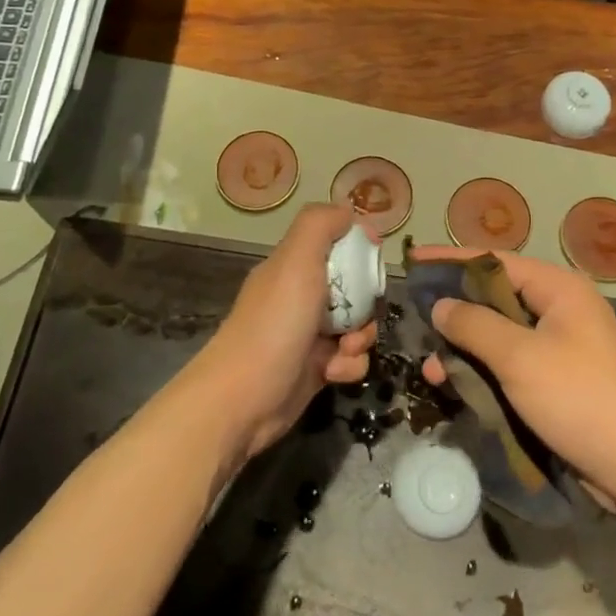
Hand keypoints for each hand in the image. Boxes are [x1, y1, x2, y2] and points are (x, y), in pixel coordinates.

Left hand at [191, 204, 377, 463]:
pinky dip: (349, 365)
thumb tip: (350, 216)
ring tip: (345, 349)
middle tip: (360, 314)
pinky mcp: (316, 369)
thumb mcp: (296, 260)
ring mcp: (308, 335)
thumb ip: (320, 225)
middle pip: (355, 288)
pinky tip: (333, 373)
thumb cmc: (274, 324)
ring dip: (362, 337)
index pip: (336, 244)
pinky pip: (350, 359)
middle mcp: (301, 296)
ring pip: (358, 325)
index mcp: (293, 266)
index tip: (372, 260)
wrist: (243, 400)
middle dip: (367, 301)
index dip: (359, 249)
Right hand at [418, 247, 615, 519]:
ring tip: (429, 367)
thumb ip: (474, 325)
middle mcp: (560, 309)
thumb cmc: (581, 399)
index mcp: (558, 289)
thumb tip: (440, 304)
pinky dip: (485, 372)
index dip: (451, 260)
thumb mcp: (519, 358)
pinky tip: (456, 386)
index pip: (494, 260)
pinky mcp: (560, 381)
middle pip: (495, 298)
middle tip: (415, 320)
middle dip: (455, 311)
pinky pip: (512, 365)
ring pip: (500, 336)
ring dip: (466, 349)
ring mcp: (562, 347)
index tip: (413, 261)